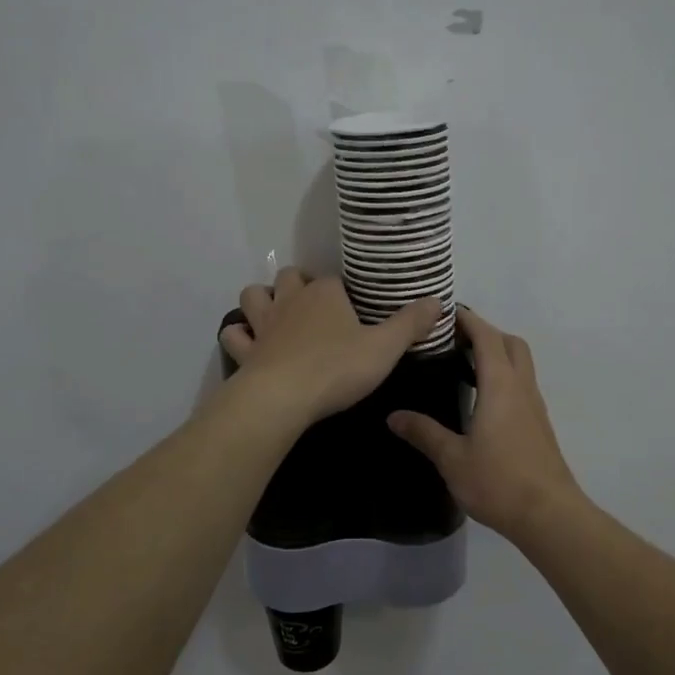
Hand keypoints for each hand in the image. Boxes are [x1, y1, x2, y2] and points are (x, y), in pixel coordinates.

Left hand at [219, 269, 442, 429]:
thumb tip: (439, 300)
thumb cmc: (338, 368)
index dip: (345, 290)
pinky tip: (250, 343)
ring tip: (276, 314)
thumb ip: (411, 324)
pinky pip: (235, 335)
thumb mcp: (386, 348)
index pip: (335, 279)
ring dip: (262, 300)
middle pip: (290, 277)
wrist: (283, 398)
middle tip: (314, 304)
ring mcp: (264, 324)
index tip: (356, 306)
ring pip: (254, 296)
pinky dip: (240, 335)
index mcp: (325, 293)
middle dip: (298, 284)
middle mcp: (291, 300)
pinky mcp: (246, 351)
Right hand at [387, 307, 583, 540]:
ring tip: (464, 365)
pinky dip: (504, 377)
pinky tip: (483, 400)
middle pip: (510, 343)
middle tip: (454, 340)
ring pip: (521, 364)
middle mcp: (522, 388)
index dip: (468, 319)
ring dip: (498, 354)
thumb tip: (393, 416)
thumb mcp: (452, 459)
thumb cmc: (499, 481)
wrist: (549, 514)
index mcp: (501, 386)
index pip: (486, 337)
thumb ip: (424, 433)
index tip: (445, 312)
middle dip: (485, 332)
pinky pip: (522, 385)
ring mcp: (535, 406)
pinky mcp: (539, 425)